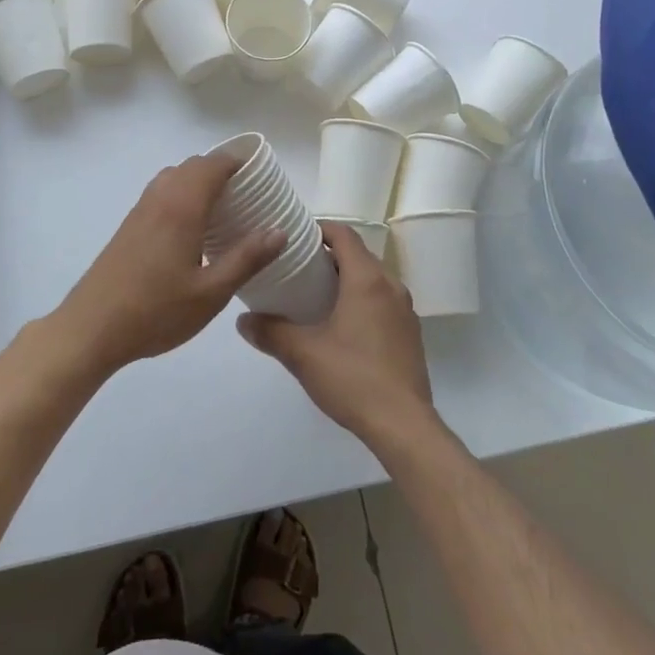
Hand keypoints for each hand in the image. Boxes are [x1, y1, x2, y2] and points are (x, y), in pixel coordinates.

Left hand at [54, 154, 284, 374]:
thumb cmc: (155, 311)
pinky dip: (182, 196)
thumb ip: (247, 258)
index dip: (239, 161)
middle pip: (193, 166)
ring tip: (224, 210)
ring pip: (174, 178)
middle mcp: (160, 199)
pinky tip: (193, 231)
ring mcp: (140, 211)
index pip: (213, 164)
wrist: (90, 329)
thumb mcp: (211, 293)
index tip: (262, 174)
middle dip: (222, 171)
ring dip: (199, 182)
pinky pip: (161, 194)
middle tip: (249, 195)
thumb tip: (279, 230)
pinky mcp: (128, 227)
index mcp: (182, 207)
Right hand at [237, 222, 437, 449]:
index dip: (320, 229)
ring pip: (373, 279)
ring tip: (316, 297)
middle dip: (329, 256)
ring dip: (346, 279)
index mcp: (367, 279)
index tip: (295, 238)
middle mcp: (391, 286)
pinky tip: (342, 327)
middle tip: (298, 269)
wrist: (403, 425)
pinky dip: (362, 300)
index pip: (344, 234)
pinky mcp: (410, 334)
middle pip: (359, 255)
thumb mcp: (303, 354)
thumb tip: (243, 320)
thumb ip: (271, 332)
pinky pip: (383, 301)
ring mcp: (405, 310)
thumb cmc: (353, 378)